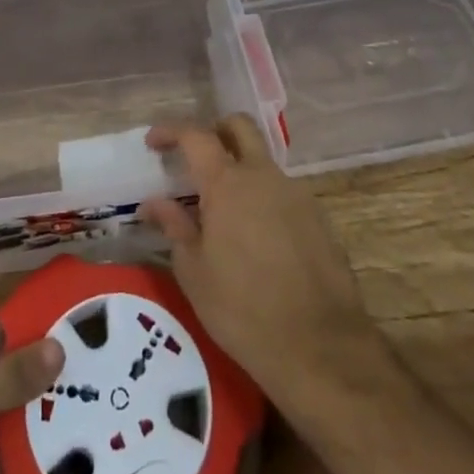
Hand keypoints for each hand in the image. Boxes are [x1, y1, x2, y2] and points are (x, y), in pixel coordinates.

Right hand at [140, 116, 382, 407]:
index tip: (153, 142)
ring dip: (241, 169)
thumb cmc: (243, 310)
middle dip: (214, 131)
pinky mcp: (318, 216)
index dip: (171, 131)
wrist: (320, 347)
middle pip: (239, 127)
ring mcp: (295, 192)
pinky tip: (256, 237)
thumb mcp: (194, 273)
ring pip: (262, 161)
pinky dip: (263, 198)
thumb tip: (153, 202)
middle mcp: (263, 175)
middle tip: (195, 158)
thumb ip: (174, 227)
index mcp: (227, 183)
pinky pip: (283, 191)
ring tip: (224, 210)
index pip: (195, 136)